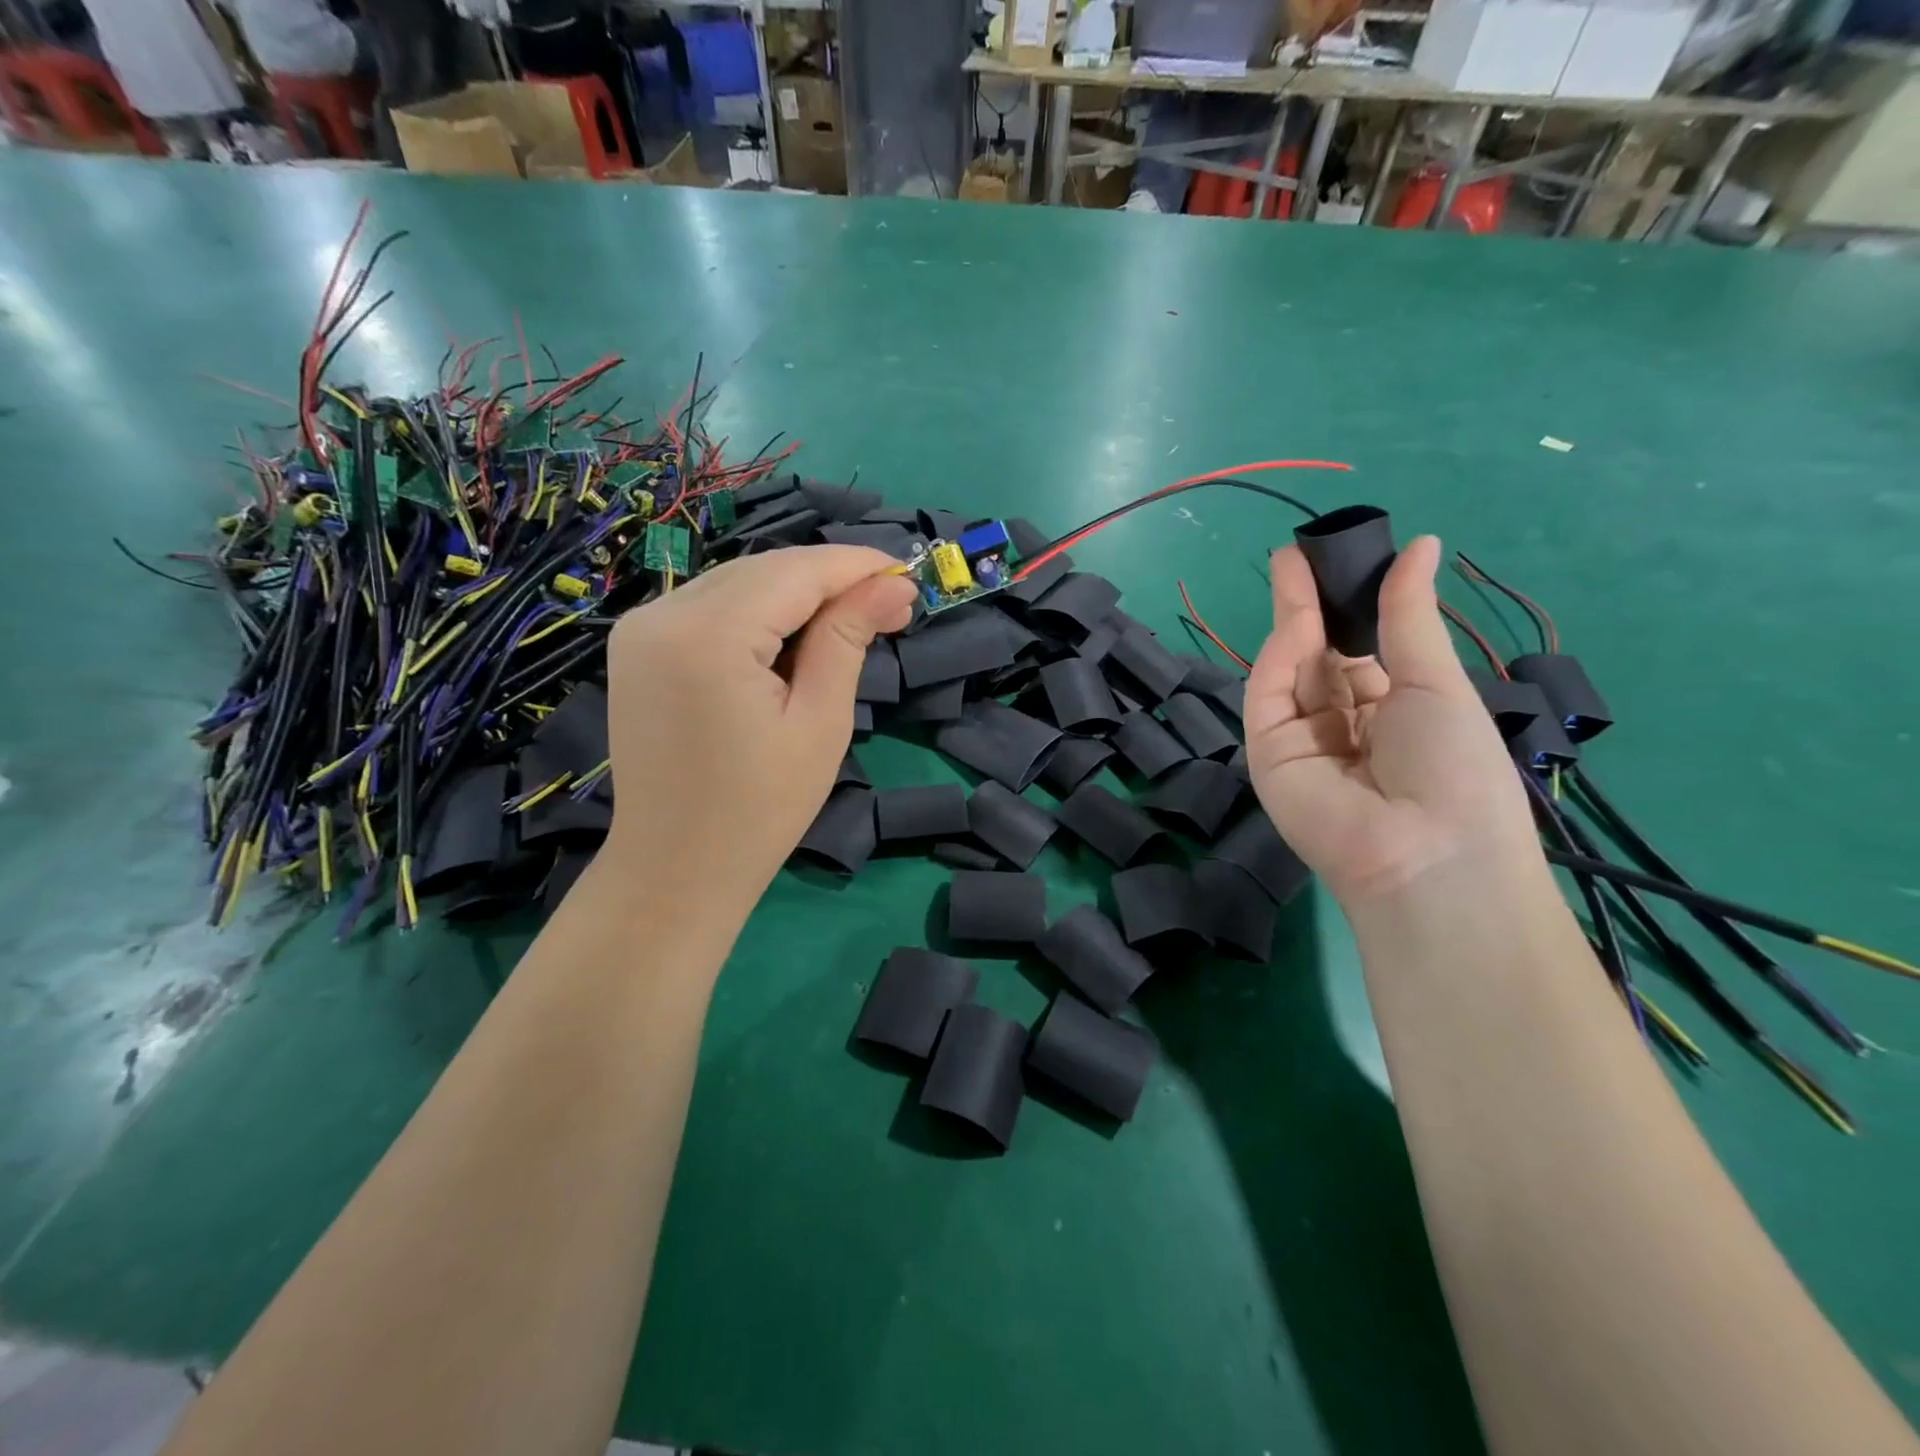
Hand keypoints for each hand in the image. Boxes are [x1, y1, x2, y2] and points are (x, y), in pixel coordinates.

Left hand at [602, 546, 916, 912]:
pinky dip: (760, 611)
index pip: (795, 572)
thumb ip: (848, 638)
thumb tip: (894, 584)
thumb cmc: (761, 809)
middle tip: (891, 606)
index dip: (855, 566)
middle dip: (831, 580)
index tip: (908, 574)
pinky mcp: (637, 646)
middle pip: (764, 569)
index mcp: (706, 635)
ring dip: (798, 594)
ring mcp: (641, 628)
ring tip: (853, 622)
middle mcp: (662, 614)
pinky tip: (795, 635)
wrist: (676, 868)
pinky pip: (711, 607)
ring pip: (738, 583)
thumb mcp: (820, 722)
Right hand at [1242, 536, 1539, 907]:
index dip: (1350, 607)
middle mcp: (1342, 725)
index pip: (1360, 651)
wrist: (1427, 854)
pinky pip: (1270, 697)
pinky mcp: (1268, 753)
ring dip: (1292, 620)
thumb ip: (1408, 617)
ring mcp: (1302, 740)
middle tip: (1298, 555)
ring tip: (1291, 566)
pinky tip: (1296, 617)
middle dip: (1311, 605)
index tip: (1338, 559)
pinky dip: (1280, 657)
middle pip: (1318, 655)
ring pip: (1291, 670)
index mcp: (1391, 713)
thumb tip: (1421, 545)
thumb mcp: (1437, 684)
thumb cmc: (1454, 768)